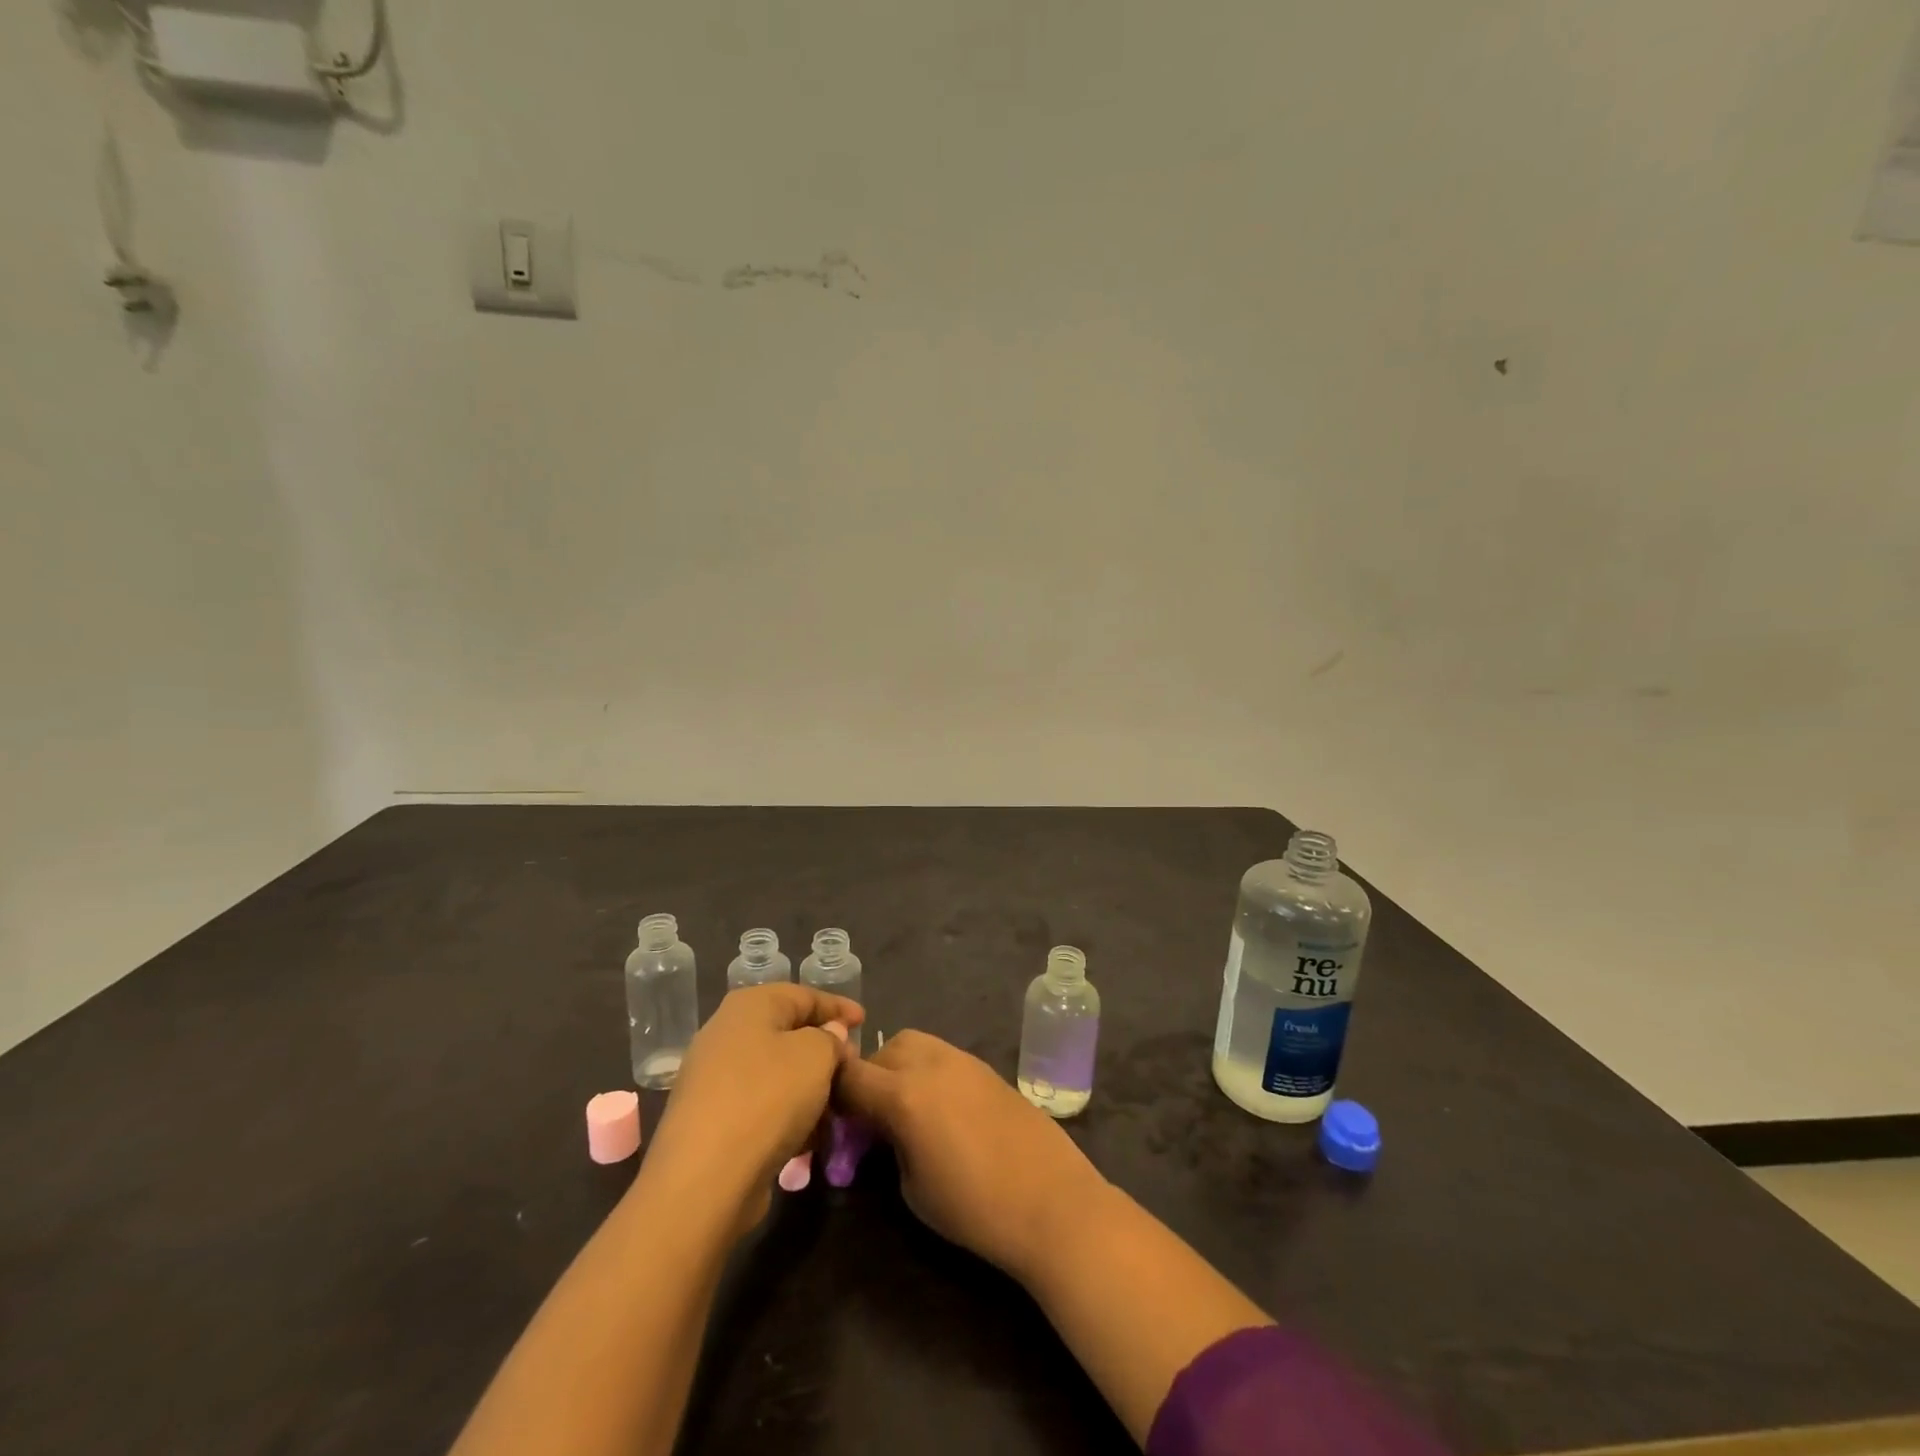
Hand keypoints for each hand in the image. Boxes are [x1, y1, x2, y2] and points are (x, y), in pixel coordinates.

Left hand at [643, 984, 862, 1235]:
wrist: (704, 1179)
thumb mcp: (816, 1056)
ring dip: (807, 1087)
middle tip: (852, 1065)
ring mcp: (713, 1080)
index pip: (803, 995)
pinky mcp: (710, 1122)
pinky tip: (808, 1137)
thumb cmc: (768, 1098)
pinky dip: (786, 1115)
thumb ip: (831, 1038)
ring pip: (774, 1073)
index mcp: (749, 1006)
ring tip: (836, 1107)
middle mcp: (725, 1034)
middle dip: (823, 1049)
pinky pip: (760, 1106)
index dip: (837, 1006)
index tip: (865, 1021)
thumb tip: (829, 1036)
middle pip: (786, 1033)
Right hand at [834, 1031, 1109, 1280]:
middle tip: (869, 1119)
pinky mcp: (985, 1066)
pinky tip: (939, 1109)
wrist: (1051, 1201)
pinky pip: (941, 1055)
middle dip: (866, 1079)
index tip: (833, 1124)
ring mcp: (961, 1059)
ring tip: (904, 1110)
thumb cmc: (974, 1207)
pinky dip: (926, 1071)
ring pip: (913, 1044)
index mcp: (903, 1093)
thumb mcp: (911, 1186)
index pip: (849, 1076)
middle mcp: (929, 1062)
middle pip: (880, 1053)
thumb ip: (887, 1145)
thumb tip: (882, 1132)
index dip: (832, 1097)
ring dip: (897, 1068)